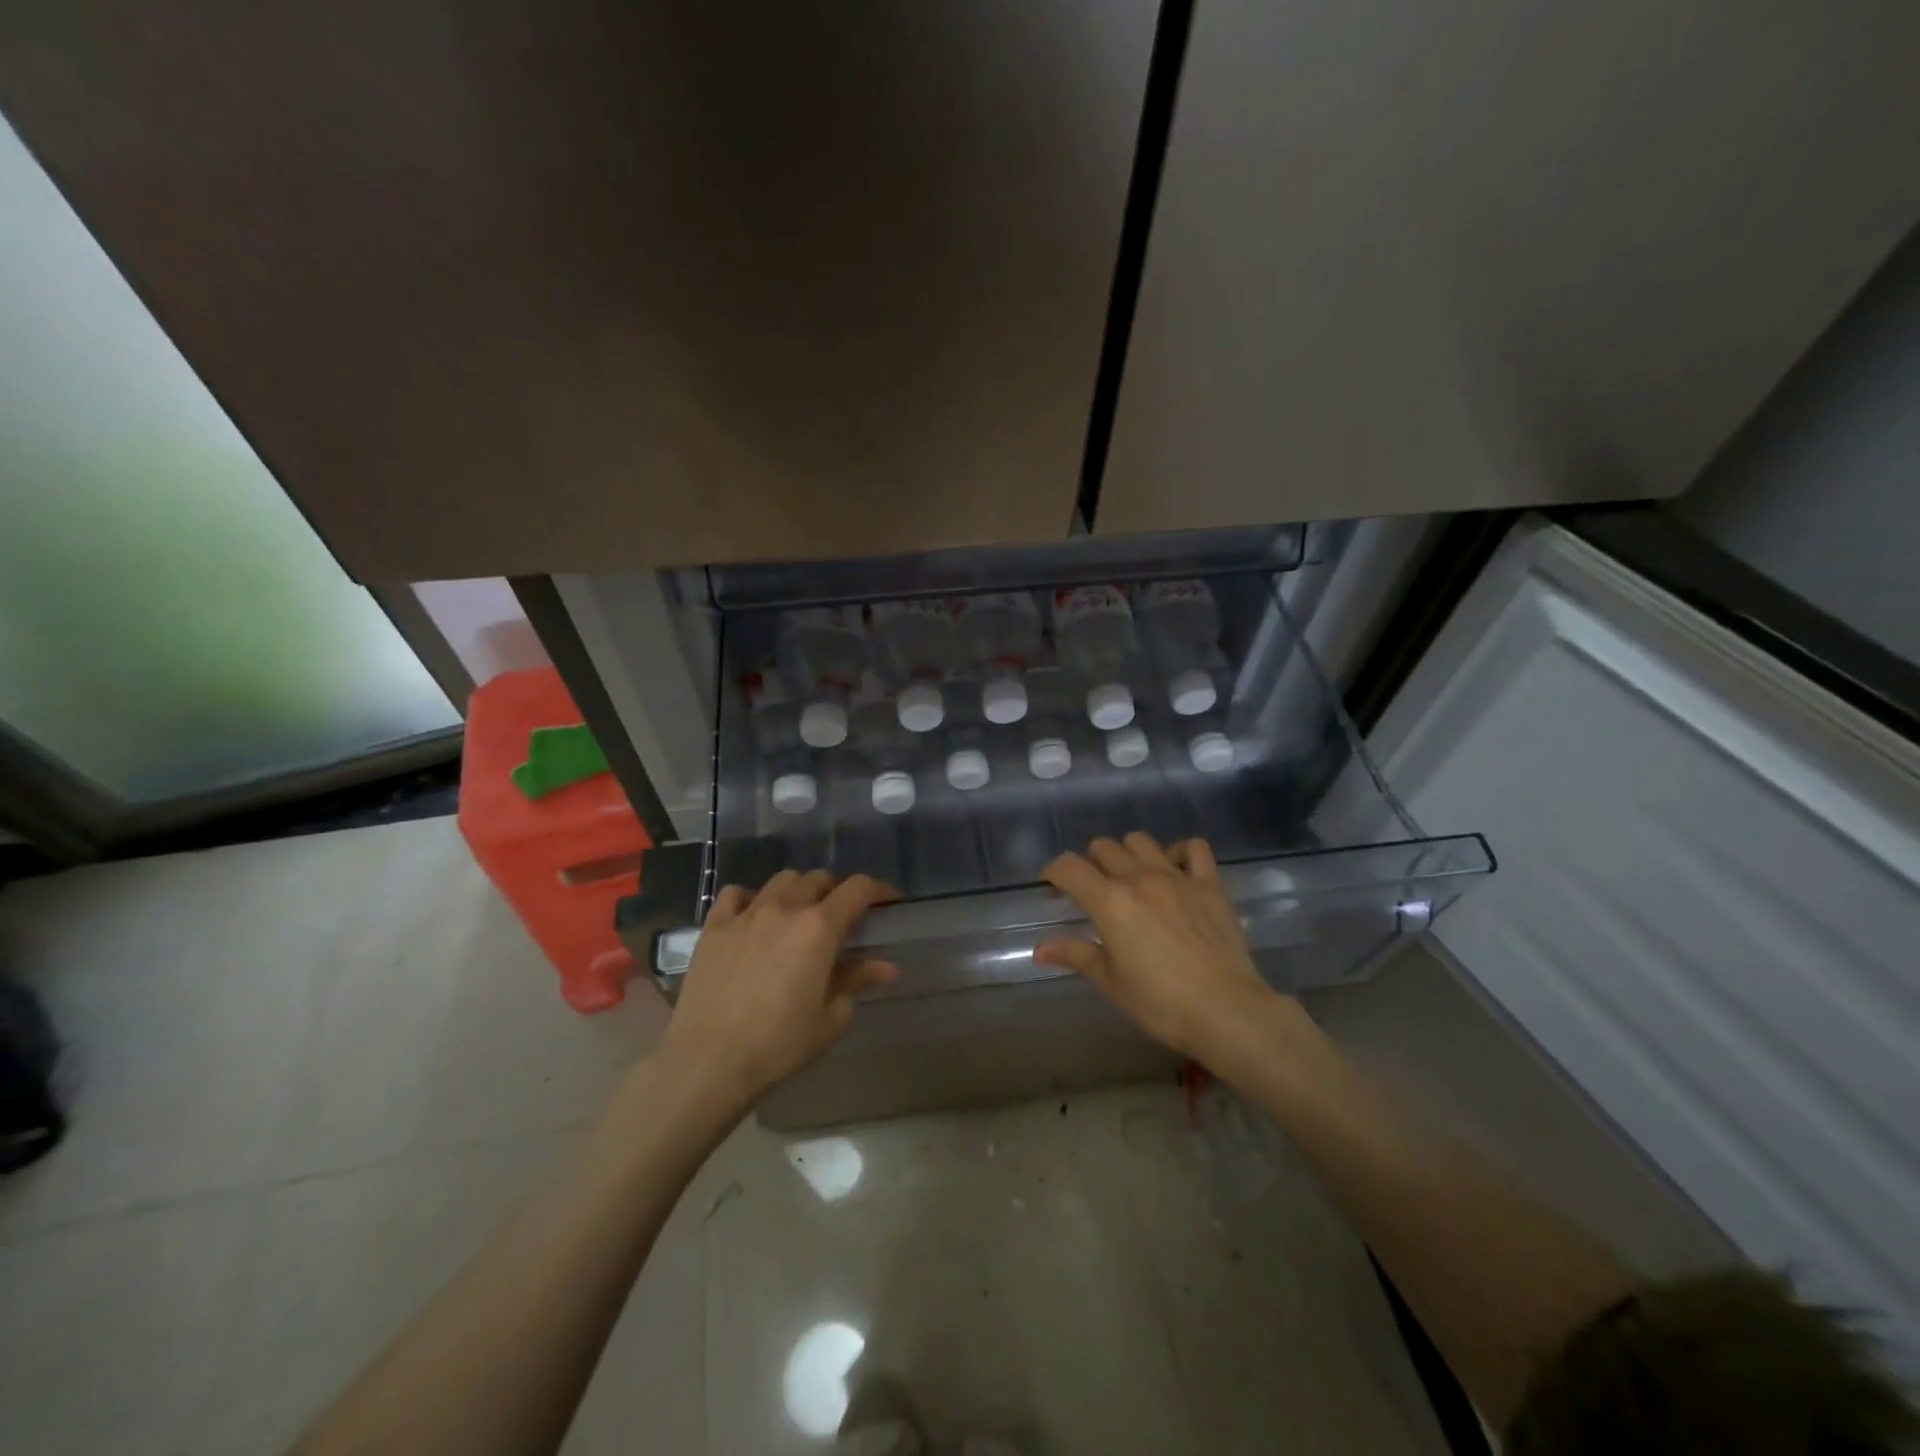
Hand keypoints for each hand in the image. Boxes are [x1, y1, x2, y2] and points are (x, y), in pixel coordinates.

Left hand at [663, 870, 897, 1107]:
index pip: (858, 888)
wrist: (709, 1061)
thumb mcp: (830, 1018)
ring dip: (798, 890)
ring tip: (798, 914)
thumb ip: (857, 982)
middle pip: (818, 878)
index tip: (887, 900)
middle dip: (836, 892)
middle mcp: (785, 908)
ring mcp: (746, 914)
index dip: (878, 889)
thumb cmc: (779, 1044)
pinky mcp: (714, 926)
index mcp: (820, 928)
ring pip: (781, 880)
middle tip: (839, 918)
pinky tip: (753, 918)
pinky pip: (736, 894)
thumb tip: (886, 967)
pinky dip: (751, 898)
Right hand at [1036, 833, 1286, 1066]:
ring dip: (1128, 854)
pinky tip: (1175, 871)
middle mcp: (1139, 878)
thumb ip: (1076, 955)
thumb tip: (1040, 950)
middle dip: (1090, 864)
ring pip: (1140, 841)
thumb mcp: (1111, 982)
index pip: (1068, 867)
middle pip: (1103, 848)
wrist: (1226, 1011)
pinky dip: (1179, 853)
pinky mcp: (1209, 884)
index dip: (1054, 872)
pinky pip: (1194, 848)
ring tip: (1131, 879)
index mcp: (1109, 901)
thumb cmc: (1160, 1003)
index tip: (1053, 887)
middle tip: (1093, 891)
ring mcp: (1177, 876)